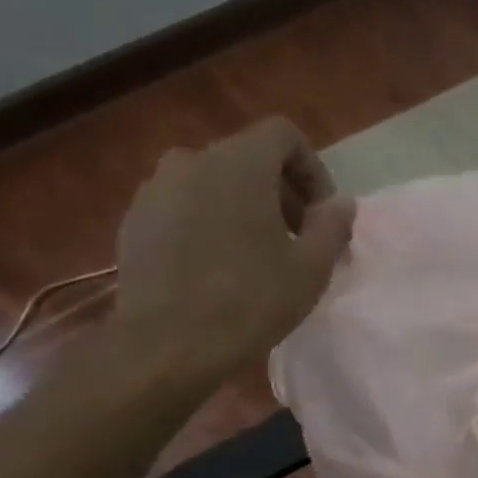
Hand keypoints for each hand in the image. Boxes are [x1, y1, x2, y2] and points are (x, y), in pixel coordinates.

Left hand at [113, 118, 355, 380]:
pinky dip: (208, 223)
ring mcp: (156, 188)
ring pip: (213, 183)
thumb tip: (341, 204)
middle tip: (296, 240)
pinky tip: (216, 269)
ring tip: (256, 256)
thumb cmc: (249, 302)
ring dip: (242, 208)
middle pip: (248, 158)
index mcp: (239, 163)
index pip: (283, 134)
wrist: (167, 343)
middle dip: (280, 193)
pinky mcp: (135, 219)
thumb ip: (332, 227)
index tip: (321, 215)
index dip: (312, 169)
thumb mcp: (310, 270)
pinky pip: (183, 207)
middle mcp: (193, 160)